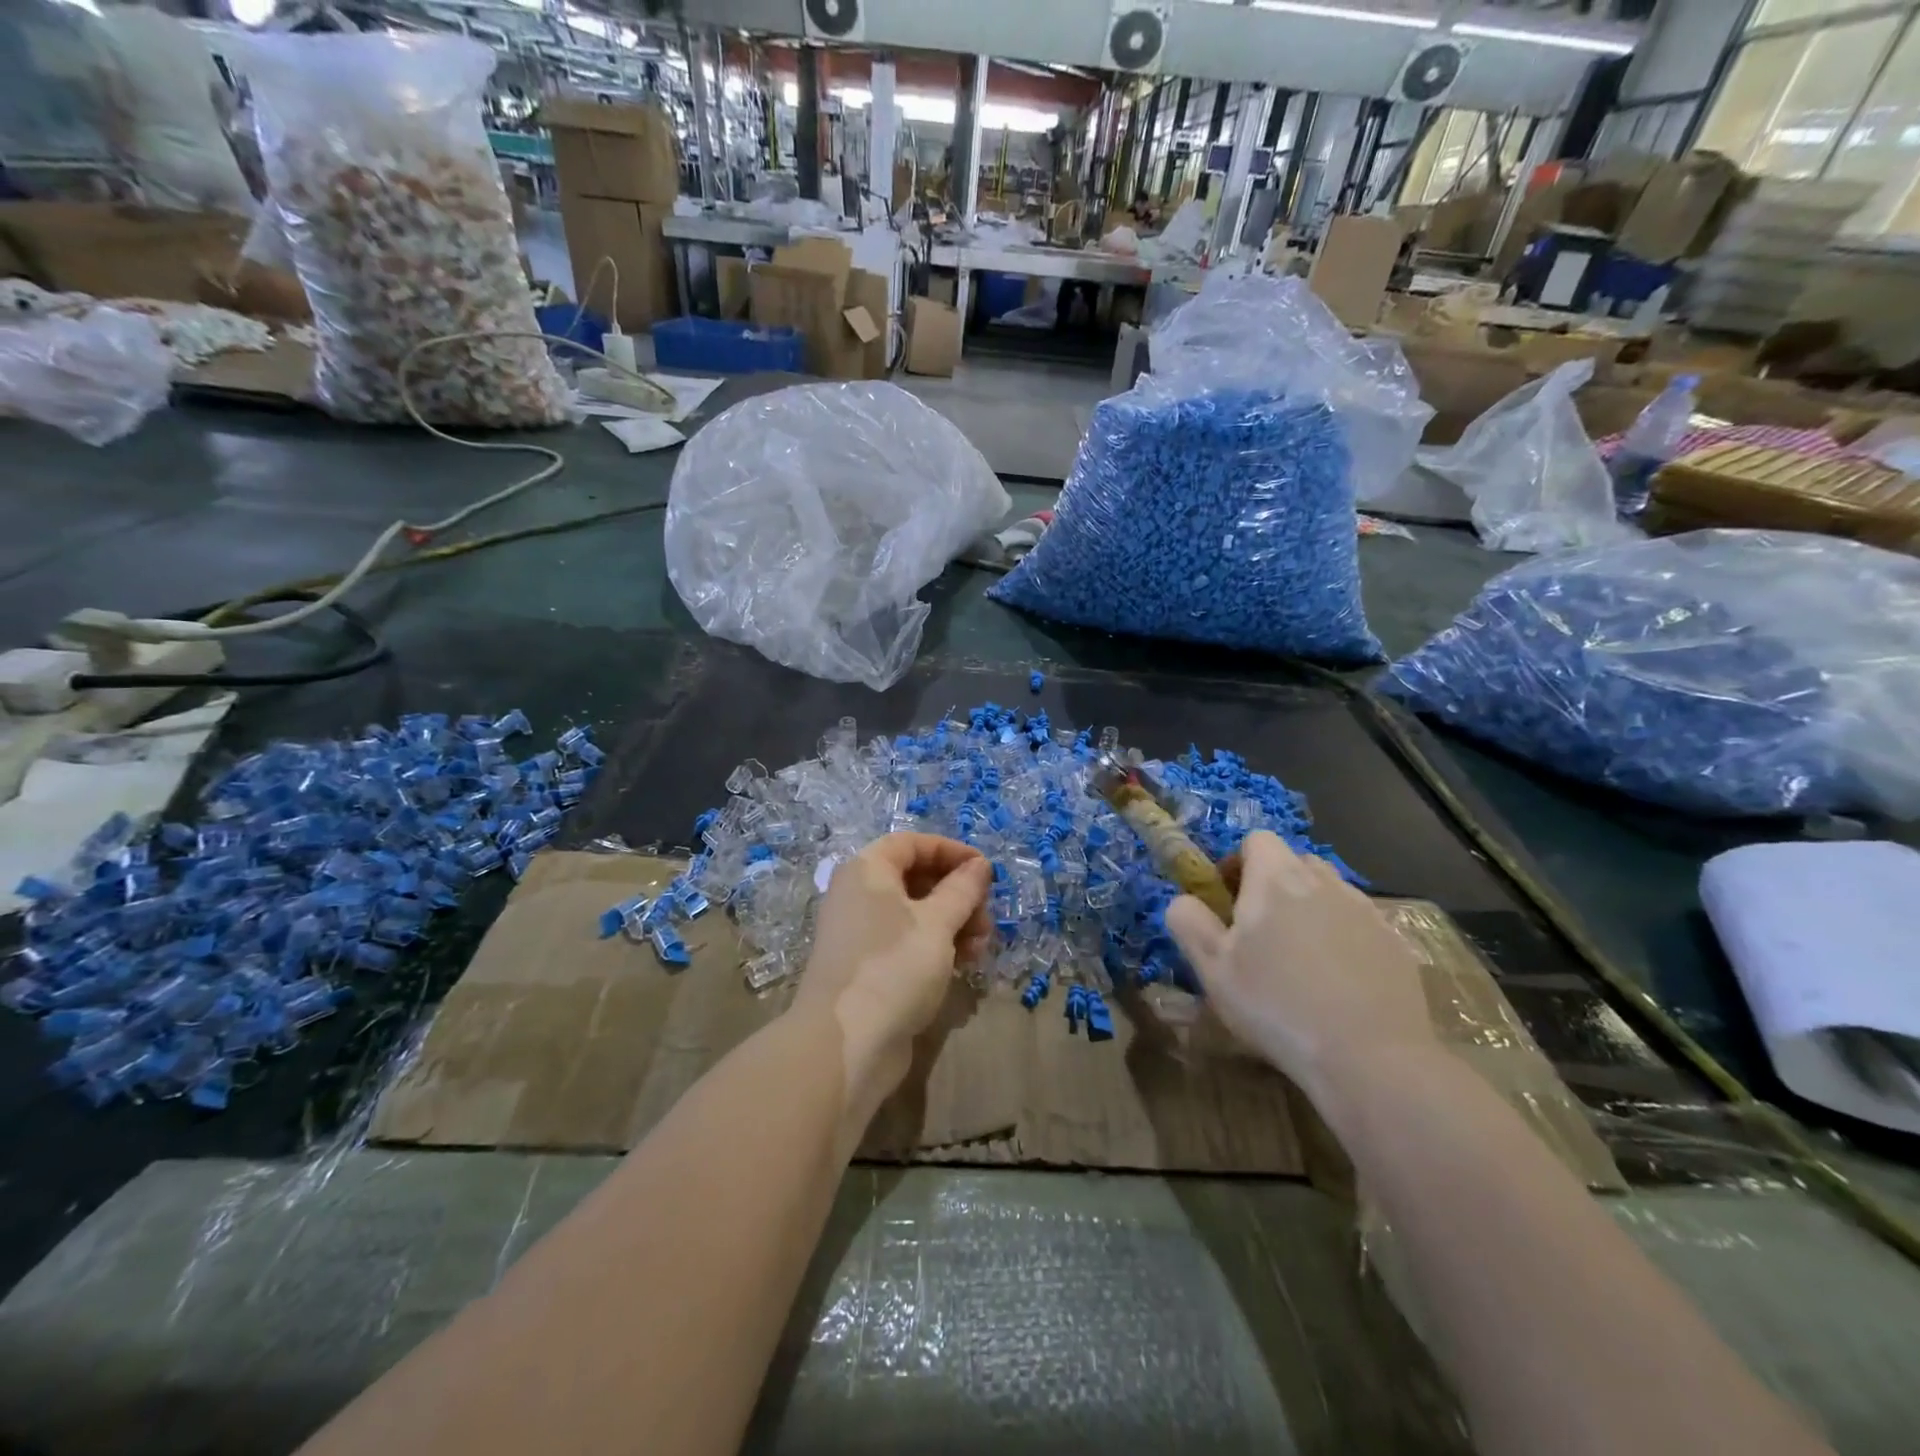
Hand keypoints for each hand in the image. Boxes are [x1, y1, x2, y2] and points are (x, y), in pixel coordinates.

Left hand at [795, 833, 991, 1099]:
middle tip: (986, 917)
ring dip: (953, 923)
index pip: (911, 844)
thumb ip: (962, 890)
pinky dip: (936, 946)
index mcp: (867, 871)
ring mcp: (861, 933)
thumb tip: (979, 866)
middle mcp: (859, 895)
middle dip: (957, 894)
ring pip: (915, 913)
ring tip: (980, 947)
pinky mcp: (868, 967)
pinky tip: (963, 964)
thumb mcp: (937, 923)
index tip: (985, 870)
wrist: (846, 1044)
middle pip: (915, 878)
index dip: (950, 851)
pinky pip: (907, 942)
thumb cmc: (894, 966)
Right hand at [1164, 830, 1434, 1105]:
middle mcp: (1324, 882)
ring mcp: (1366, 911)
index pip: (1256, 840)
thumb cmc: (1277, 1005)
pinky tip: (1337, 983)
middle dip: (1274, 885)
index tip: (1229, 902)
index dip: (1237, 863)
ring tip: (1299, 959)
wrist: (1371, 1058)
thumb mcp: (1211, 967)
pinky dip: (1343, 939)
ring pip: (1329, 892)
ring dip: (1309, 910)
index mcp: (1276, 878)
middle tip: (1259, 933)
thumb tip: (1183, 900)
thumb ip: (1188, 921)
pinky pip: (1358, 925)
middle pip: (1294, 862)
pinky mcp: (1396, 944)